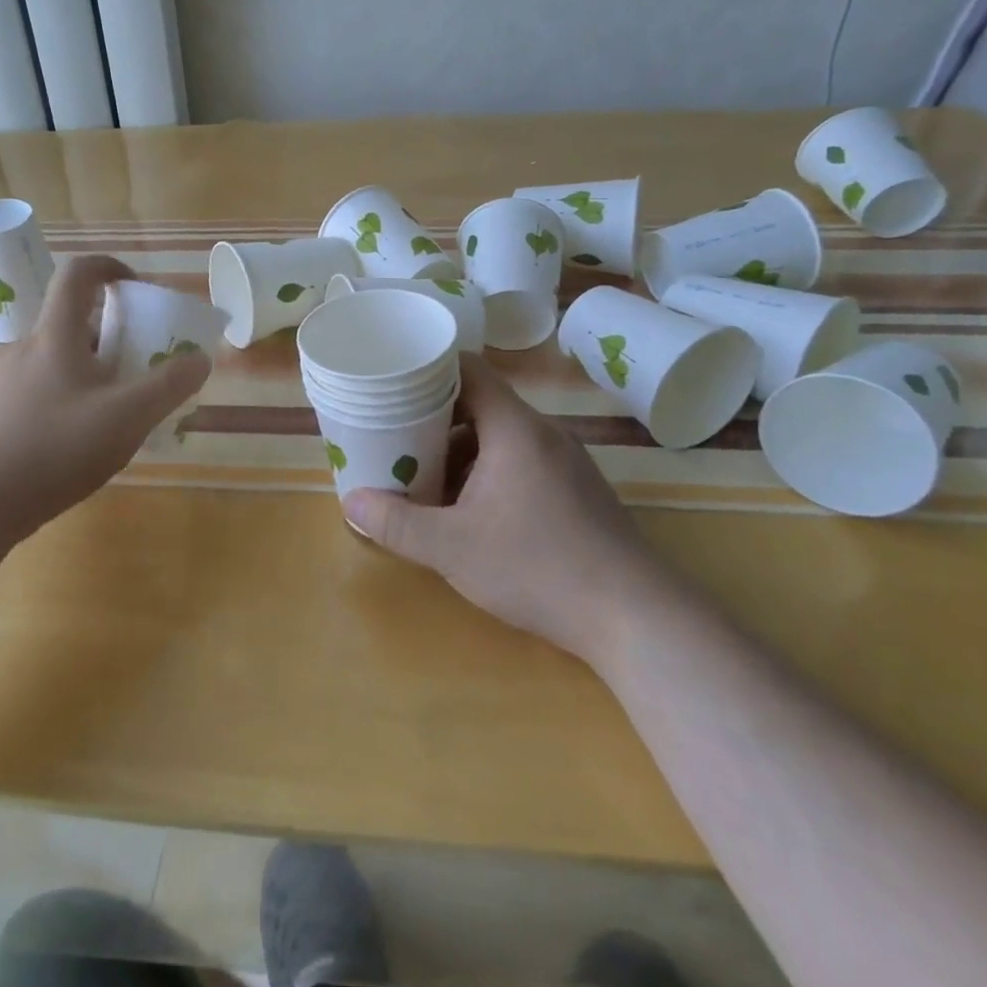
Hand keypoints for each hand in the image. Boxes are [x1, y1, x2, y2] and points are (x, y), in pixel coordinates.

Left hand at [0, 255, 211, 546]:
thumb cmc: (54, 449)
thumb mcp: (127, 418)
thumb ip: (168, 386)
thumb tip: (199, 359)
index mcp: (55, 336)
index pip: (78, 273)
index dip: (110, 267)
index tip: (138, 288)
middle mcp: (25, 349)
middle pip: (73, 323)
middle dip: (114, 337)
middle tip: (141, 367)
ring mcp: (4, 383)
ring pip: (58, 362)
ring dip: (92, 372)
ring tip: (117, 412)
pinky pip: (41, 391)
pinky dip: (69, 399)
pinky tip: (80, 442)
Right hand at [344, 354, 656, 665]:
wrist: (636, 618)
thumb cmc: (538, 568)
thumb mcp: (452, 548)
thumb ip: (396, 523)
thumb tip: (350, 502)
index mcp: (515, 429)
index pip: (468, 369)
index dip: (428, 368)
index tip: (392, 381)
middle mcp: (543, 434)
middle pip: (480, 404)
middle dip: (433, 418)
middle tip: (393, 436)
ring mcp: (566, 462)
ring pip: (499, 437)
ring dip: (459, 451)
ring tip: (423, 477)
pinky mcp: (577, 491)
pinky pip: (520, 462)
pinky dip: (487, 472)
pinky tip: (469, 511)